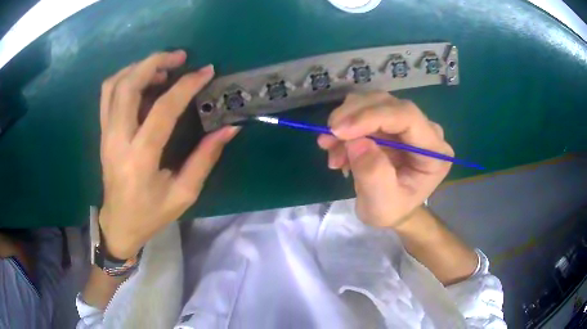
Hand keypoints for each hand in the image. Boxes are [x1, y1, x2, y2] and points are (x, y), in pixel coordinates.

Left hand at [98, 51, 238, 258]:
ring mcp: (106, 134)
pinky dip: (125, 78)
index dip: (186, 86)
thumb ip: (205, 158)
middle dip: (154, 62)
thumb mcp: (184, 193)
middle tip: (180, 57)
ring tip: (162, 67)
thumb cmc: (151, 214)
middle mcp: (117, 140)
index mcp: (140, 158)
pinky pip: (108, 94)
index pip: (162, 110)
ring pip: (113, 85)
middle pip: (127, 85)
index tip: (206, 71)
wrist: (119, 223)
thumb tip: (229, 128)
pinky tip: (143, 80)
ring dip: (138, 67)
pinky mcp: (103, 132)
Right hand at [317, 92, 452, 227]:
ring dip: (345, 120)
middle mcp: (426, 130)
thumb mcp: (381, 204)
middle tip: (327, 137)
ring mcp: (408, 123)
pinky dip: (345, 125)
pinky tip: (336, 148)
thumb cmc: (391, 210)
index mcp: (435, 151)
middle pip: (388, 104)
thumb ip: (373, 175)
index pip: (407, 116)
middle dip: (353, 116)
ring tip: (330, 147)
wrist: (390, 210)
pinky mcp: (391, 122)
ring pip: (373, 102)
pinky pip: (364, 111)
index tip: (338, 130)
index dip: (371, 116)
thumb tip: (356, 141)